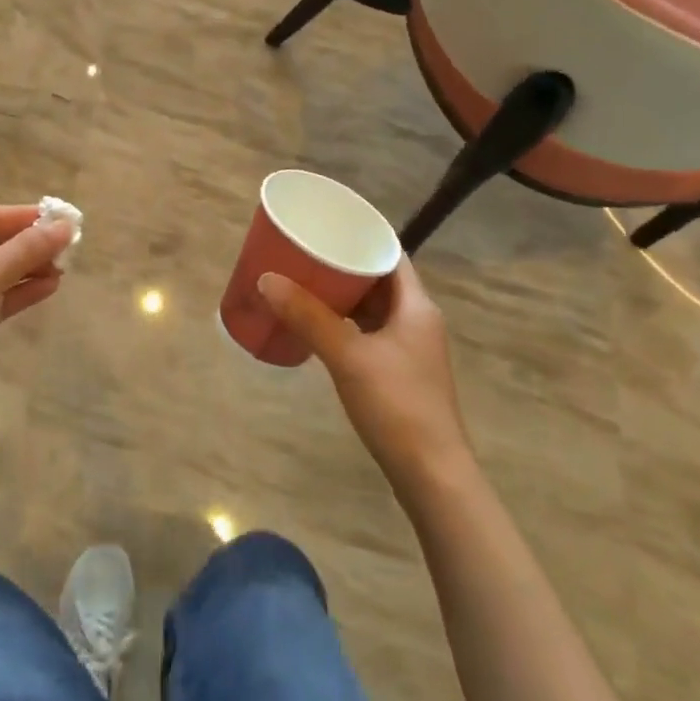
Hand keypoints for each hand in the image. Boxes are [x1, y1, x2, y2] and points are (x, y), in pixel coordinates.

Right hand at [257, 258, 470, 493]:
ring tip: (305, 283)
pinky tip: (319, 326)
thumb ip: (308, 316)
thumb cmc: (397, 406)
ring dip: (344, 296)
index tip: (327, 225)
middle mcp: (417, 320)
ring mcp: (410, 349)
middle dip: (344, 265)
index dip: (362, 236)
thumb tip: (267, 279)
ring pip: (374, 308)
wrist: (432, 475)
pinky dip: (346, 323)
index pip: (390, 254)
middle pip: (380, 280)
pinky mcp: (400, 373)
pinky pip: (370, 332)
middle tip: (306, 253)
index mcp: (416, 306)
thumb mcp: (347, 356)